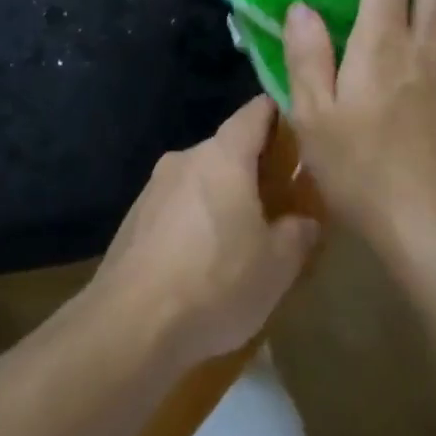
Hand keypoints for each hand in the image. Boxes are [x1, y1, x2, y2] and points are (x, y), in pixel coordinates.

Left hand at [87, 97, 317, 366]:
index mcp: (223, 156)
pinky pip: (177, 206)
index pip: (255, 113)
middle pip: (227, 149)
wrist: (130, 323)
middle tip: (281, 197)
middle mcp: (185, 159)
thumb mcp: (277, 265)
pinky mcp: (134, 218)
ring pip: (200, 180)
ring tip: (244, 234)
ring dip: (223, 196)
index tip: (300, 128)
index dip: (279, 114)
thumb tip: (304, 221)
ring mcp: (153, 188)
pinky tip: (204, 259)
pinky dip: (196, 220)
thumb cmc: (215, 281)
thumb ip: (299, 233)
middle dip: (254, 168)